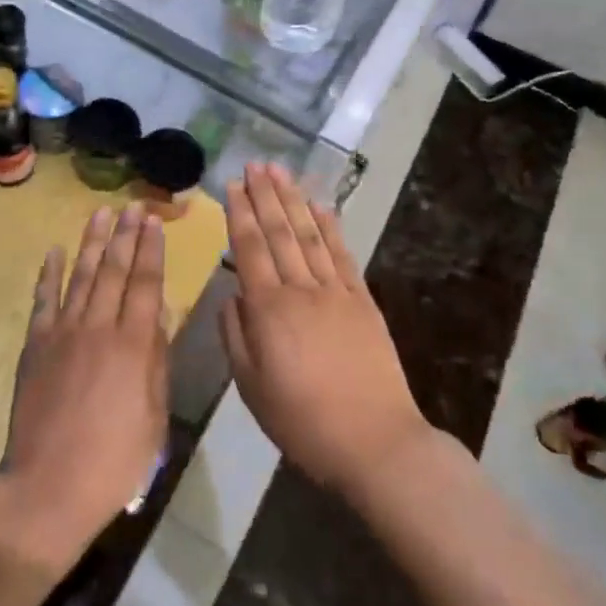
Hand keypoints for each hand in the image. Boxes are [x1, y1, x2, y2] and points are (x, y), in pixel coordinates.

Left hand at [0, 205, 169, 574]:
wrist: (50, 485)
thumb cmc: (114, 459)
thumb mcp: (153, 415)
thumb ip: (156, 360)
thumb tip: (159, 314)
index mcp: (133, 345)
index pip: (145, 284)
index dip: (151, 251)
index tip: (154, 223)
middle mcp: (98, 327)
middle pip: (114, 271)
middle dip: (125, 236)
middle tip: (132, 207)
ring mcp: (63, 333)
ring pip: (81, 276)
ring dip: (92, 242)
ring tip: (100, 214)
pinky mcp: (35, 345)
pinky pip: (43, 300)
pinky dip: (49, 274)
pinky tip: (55, 251)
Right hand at [221, 162, 428, 500]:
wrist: (374, 441)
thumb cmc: (303, 421)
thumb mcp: (251, 387)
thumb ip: (235, 336)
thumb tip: (231, 297)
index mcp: (268, 310)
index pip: (249, 249)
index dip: (240, 214)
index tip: (233, 184)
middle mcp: (300, 289)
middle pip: (279, 232)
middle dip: (265, 195)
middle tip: (255, 163)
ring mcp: (335, 291)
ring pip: (309, 235)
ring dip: (293, 200)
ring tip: (281, 172)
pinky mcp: (362, 301)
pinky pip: (342, 255)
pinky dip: (330, 226)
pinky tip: (320, 206)